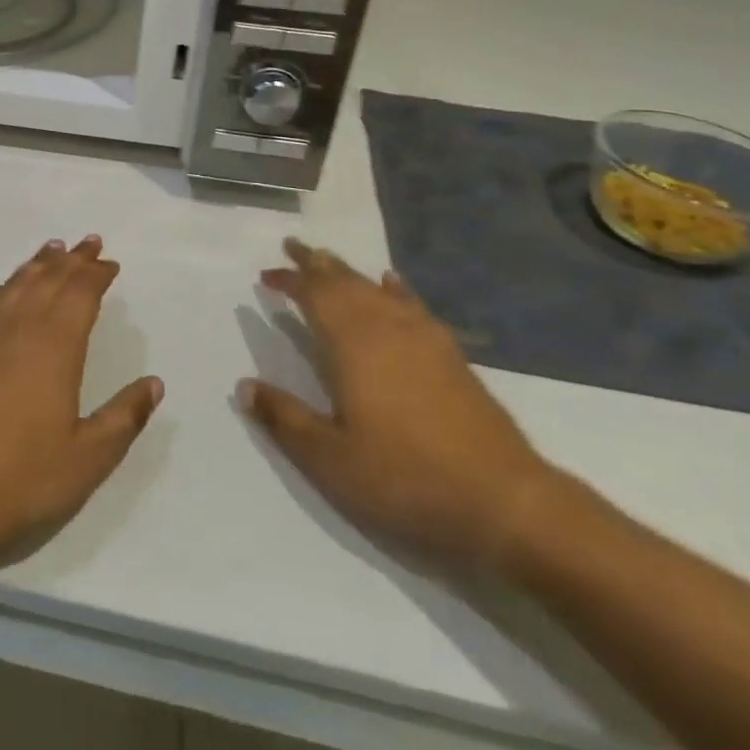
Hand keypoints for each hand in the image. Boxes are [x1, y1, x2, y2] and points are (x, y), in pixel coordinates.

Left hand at [0, 237, 162, 566]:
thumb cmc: (22, 478)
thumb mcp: (88, 457)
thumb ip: (124, 416)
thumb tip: (154, 383)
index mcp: (55, 346)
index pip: (80, 294)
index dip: (97, 274)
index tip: (110, 264)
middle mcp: (18, 326)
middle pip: (48, 279)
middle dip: (72, 259)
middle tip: (89, 243)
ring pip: (14, 284)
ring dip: (37, 265)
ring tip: (52, 250)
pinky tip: (0, 291)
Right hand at [239, 238, 556, 576]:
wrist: (505, 502)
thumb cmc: (405, 478)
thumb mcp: (329, 459)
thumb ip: (284, 418)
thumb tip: (243, 386)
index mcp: (352, 345)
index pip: (313, 296)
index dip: (288, 281)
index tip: (266, 277)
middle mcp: (386, 328)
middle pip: (345, 282)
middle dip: (316, 263)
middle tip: (293, 247)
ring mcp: (424, 339)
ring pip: (377, 289)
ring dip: (349, 272)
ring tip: (329, 261)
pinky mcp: (451, 356)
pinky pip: (414, 305)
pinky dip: (396, 289)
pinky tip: (392, 283)